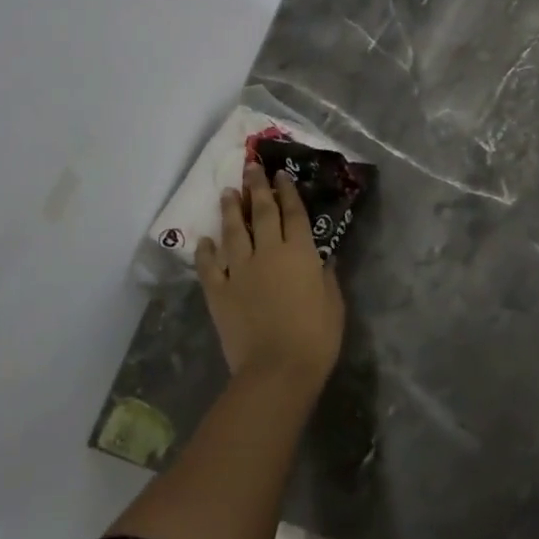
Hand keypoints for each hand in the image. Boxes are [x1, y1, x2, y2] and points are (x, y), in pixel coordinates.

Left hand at [196, 162, 344, 391]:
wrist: (277, 369)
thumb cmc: (316, 337)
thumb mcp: (333, 303)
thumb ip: (326, 276)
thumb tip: (322, 258)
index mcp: (299, 253)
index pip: (293, 213)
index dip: (287, 191)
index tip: (280, 175)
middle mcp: (268, 252)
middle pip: (261, 213)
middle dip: (256, 188)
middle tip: (250, 168)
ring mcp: (239, 270)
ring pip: (233, 232)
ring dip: (230, 210)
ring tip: (227, 193)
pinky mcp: (219, 292)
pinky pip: (209, 266)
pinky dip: (206, 251)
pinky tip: (204, 240)